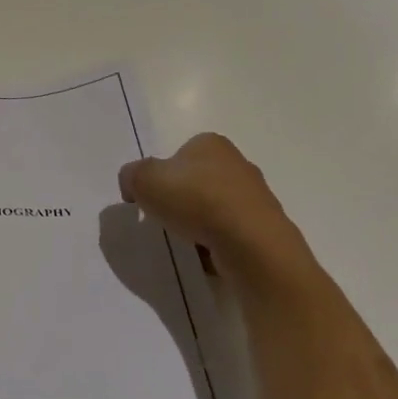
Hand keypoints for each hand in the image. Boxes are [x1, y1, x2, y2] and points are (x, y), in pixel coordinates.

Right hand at [118, 133, 315, 281]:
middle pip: (199, 180)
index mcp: (210, 144)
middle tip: (166, 218)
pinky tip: (208, 255)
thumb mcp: (143, 180)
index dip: (162, 175)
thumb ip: (131, 176)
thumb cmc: (195, 200)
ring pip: (216, 208)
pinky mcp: (266, 228)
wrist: (251, 244)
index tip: (152, 198)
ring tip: (187, 241)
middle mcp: (238, 163)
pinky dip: (217, 243)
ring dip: (201, 223)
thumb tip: (134, 186)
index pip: (180, 154)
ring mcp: (257, 196)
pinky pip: (231, 233)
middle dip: (183, 199)